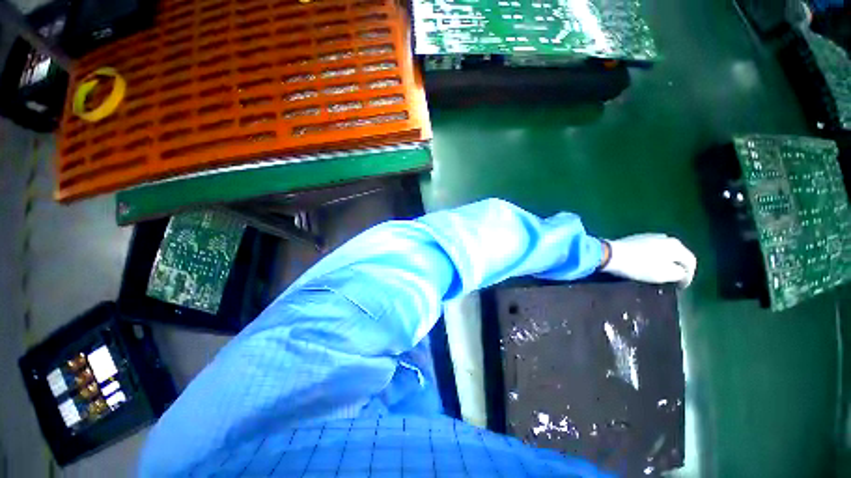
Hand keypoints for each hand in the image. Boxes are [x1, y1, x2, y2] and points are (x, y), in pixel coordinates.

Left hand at [601, 234, 696, 287]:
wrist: (610, 255)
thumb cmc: (639, 266)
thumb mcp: (664, 274)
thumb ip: (678, 274)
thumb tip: (681, 272)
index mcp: (676, 245)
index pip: (690, 261)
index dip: (689, 276)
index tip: (681, 287)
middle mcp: (665, 237)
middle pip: (678, 254)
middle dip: (677, 267)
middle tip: (673, 279)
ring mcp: (649, 236)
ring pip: (664, 250)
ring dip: (665, 261)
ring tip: (660, 272)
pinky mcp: (636, 238)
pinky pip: (651, 248)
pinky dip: (653, 257)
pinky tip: (647, 263)